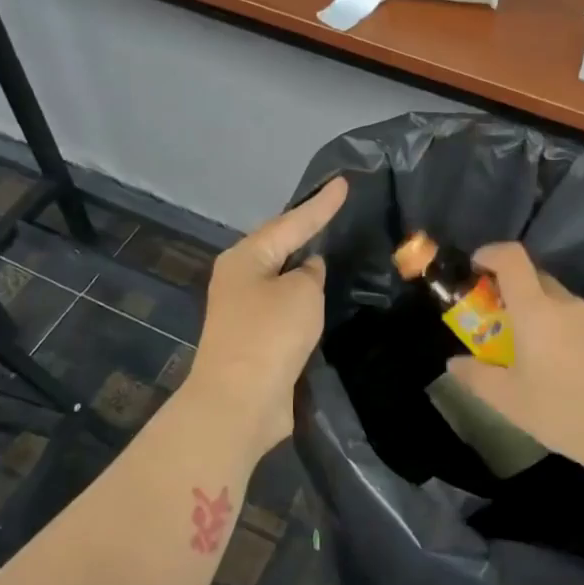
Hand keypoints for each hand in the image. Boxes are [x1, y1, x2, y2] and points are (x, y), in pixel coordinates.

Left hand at [184, 177, 347, 456]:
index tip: (343, 183)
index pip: (291, 222)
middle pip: (280, 246)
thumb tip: (307, 270)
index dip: (320, 204)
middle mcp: (240, 279)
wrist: (240, 401)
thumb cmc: (270, 335)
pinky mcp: (257, 340)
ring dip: (306, 268)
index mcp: (245, 258)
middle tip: (337, 210)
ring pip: (283, 279)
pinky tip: (324, 295)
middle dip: (307, 230)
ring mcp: (245, 311)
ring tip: (335, 248)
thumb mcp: (300, 293)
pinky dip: (305, 299)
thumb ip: (310, 273)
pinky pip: (286, 307)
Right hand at [447, 242, 583, 477]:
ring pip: (561, 301)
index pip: (512, 258)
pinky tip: (567, 367)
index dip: (490, 253)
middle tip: (498, 320)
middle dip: (512, 289)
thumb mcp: (509, 400)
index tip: (476, 267)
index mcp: (537, 309)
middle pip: (536, 278)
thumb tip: (454, 362)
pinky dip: (566, 330)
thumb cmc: (563, 411)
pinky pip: (582, 321)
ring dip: (541, 313)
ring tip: (533, 351)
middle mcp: (568, 303)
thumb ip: (476, 376)